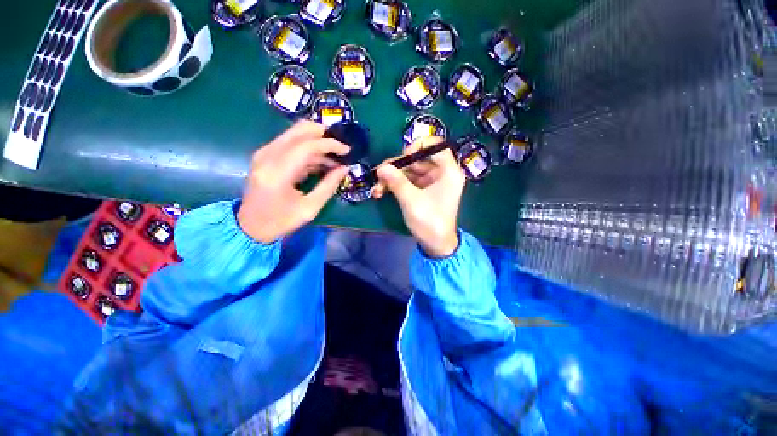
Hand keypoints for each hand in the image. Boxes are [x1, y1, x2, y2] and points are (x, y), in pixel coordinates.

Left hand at [238, 121, 349, 243]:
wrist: (250, 226)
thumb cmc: (280, 221)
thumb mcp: (310, 208)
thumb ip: (328, 186)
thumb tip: (344, 168)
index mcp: (278, 172)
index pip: (307, 145)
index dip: (330, 144)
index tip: (347, 150)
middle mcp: (268, 156)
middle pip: (299, 130)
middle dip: (324, 134)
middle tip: (340, 147)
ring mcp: (264, 153)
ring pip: (296, 134)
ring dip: (317, 142)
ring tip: (334, 159)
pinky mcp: (265, 155)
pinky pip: (291, 143)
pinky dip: (309, 149)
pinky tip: (321, 162)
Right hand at [373, 137, 465, 257]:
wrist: (435, 244)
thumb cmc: (429, 221)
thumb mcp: (411, 200)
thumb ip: (396, 181)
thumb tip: (381, 167)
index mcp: (448, 171)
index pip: (436, 145)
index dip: (418, 146)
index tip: (403, 157)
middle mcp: (442, 173)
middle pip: (418, 159)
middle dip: (397, 167)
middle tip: (379, 175)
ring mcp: (432, 182)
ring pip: (410, 171)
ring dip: (392, 178)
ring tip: (377, 189)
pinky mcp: (424, 190)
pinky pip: (409, 181)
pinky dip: (396, 185)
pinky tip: (381, 192)